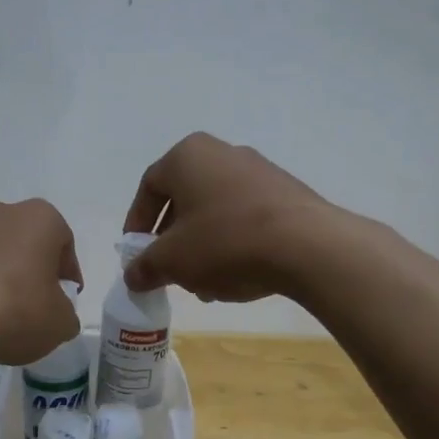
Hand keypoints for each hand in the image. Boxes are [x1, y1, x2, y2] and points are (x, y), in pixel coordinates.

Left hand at [0, 199, 82, 364]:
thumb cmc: (18, 310)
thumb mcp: (60, 323)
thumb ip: (64, 314)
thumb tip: (55, 314)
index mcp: (40, 219)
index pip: (62, 241)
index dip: (66, 272)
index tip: (63, 298)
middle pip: (17, 236)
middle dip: (22, 263)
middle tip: (25, 299)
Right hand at [122, 133, 335, 301]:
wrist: (306, 246)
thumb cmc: (225, 242)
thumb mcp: (173, 260)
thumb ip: (145, 266)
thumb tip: (132, 276)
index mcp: (188, 156)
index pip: (150, 187)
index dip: (137, 223)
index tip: (136, 254)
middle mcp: (223, 153)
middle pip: (185, 200)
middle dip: (173, 241)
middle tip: (170, 272)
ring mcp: (259, 171)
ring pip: (216, 213)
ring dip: (203, 248)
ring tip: (205, 285)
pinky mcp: (287, 194)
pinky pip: (246, 219)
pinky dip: (233, 245)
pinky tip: (236, 278)